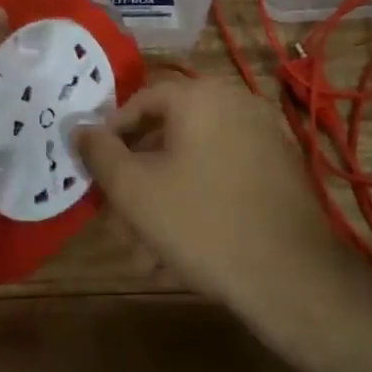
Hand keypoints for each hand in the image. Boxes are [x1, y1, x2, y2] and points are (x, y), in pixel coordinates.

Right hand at [73, 77, 348, 329]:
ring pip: (196, 158)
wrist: (291, 275)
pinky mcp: (281, 165)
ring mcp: (263, 132)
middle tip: (121, 216)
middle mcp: (234, 100)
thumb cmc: (202, 223)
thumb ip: (100, 154)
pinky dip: (201, 197)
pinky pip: (226, 171)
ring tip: (149, 248)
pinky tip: (187, 247)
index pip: (142, 100)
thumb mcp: (135, 191)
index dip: (113, 134)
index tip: (98, 170)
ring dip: (167, 195)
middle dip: (140, 176)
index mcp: (199, 95)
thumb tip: (80, 128)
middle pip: (170, 132)